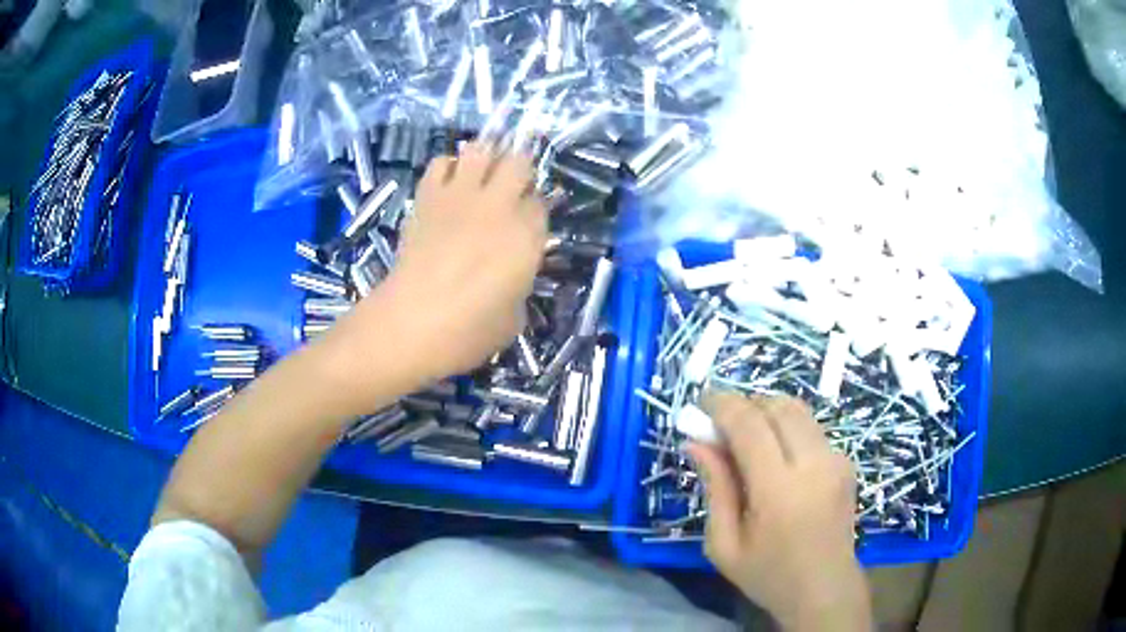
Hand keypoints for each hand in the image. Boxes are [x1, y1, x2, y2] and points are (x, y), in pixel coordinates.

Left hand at [331, 143, 546, 394]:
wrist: (410, 324)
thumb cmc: (467, 333)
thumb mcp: (513, 321)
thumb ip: (519, 288)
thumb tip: (511, 276)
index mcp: (526, 237)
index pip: (541, 203)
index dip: (534, 211)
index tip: (526, 226)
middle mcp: (498, 206)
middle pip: (519, 162)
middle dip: (519, 173)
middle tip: (509, 195)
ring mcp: (460, 196)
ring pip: (480, 150)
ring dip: (485, 160)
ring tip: (480, 181)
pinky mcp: (427, 197)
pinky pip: (440, 163)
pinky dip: (448, 168)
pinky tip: (448, 187)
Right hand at [688, 393, 870, 630]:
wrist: (825, 589)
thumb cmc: (768, 575)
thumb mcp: (724, 544)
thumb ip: (715, 488)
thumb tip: (696, 443)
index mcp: (780, 491)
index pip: (750, 425)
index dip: (722, 405)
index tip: (700, 404)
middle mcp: (814, 464)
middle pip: (777, 406)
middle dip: (745, 405)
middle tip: (720, 426)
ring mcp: (836, 460)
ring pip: (797, 411)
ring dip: (766, 412)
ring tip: (745, 440)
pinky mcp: (846, 462)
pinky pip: (811, 428)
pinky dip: (786, 428)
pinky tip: (775, 458)